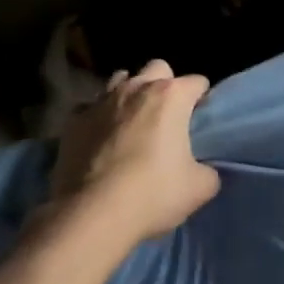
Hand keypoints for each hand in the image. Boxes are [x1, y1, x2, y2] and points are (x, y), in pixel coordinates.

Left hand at [50, 60, 219, 246]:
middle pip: (157, 68)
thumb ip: (208, 170)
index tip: (200, 121)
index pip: (197, 82)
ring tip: (131, 122)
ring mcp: (101, 101)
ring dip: (130, 95)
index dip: (202, 99)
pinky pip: (90, 107)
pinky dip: (98, 117)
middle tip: (166, 116)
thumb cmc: (153, 194)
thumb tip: (203, 169)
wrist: (92, 215)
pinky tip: (100, 139)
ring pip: (121, 80)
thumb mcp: (200, 188)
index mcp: (171, 96)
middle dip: (165, 85)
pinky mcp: (74, 121)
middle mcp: (137, 88)